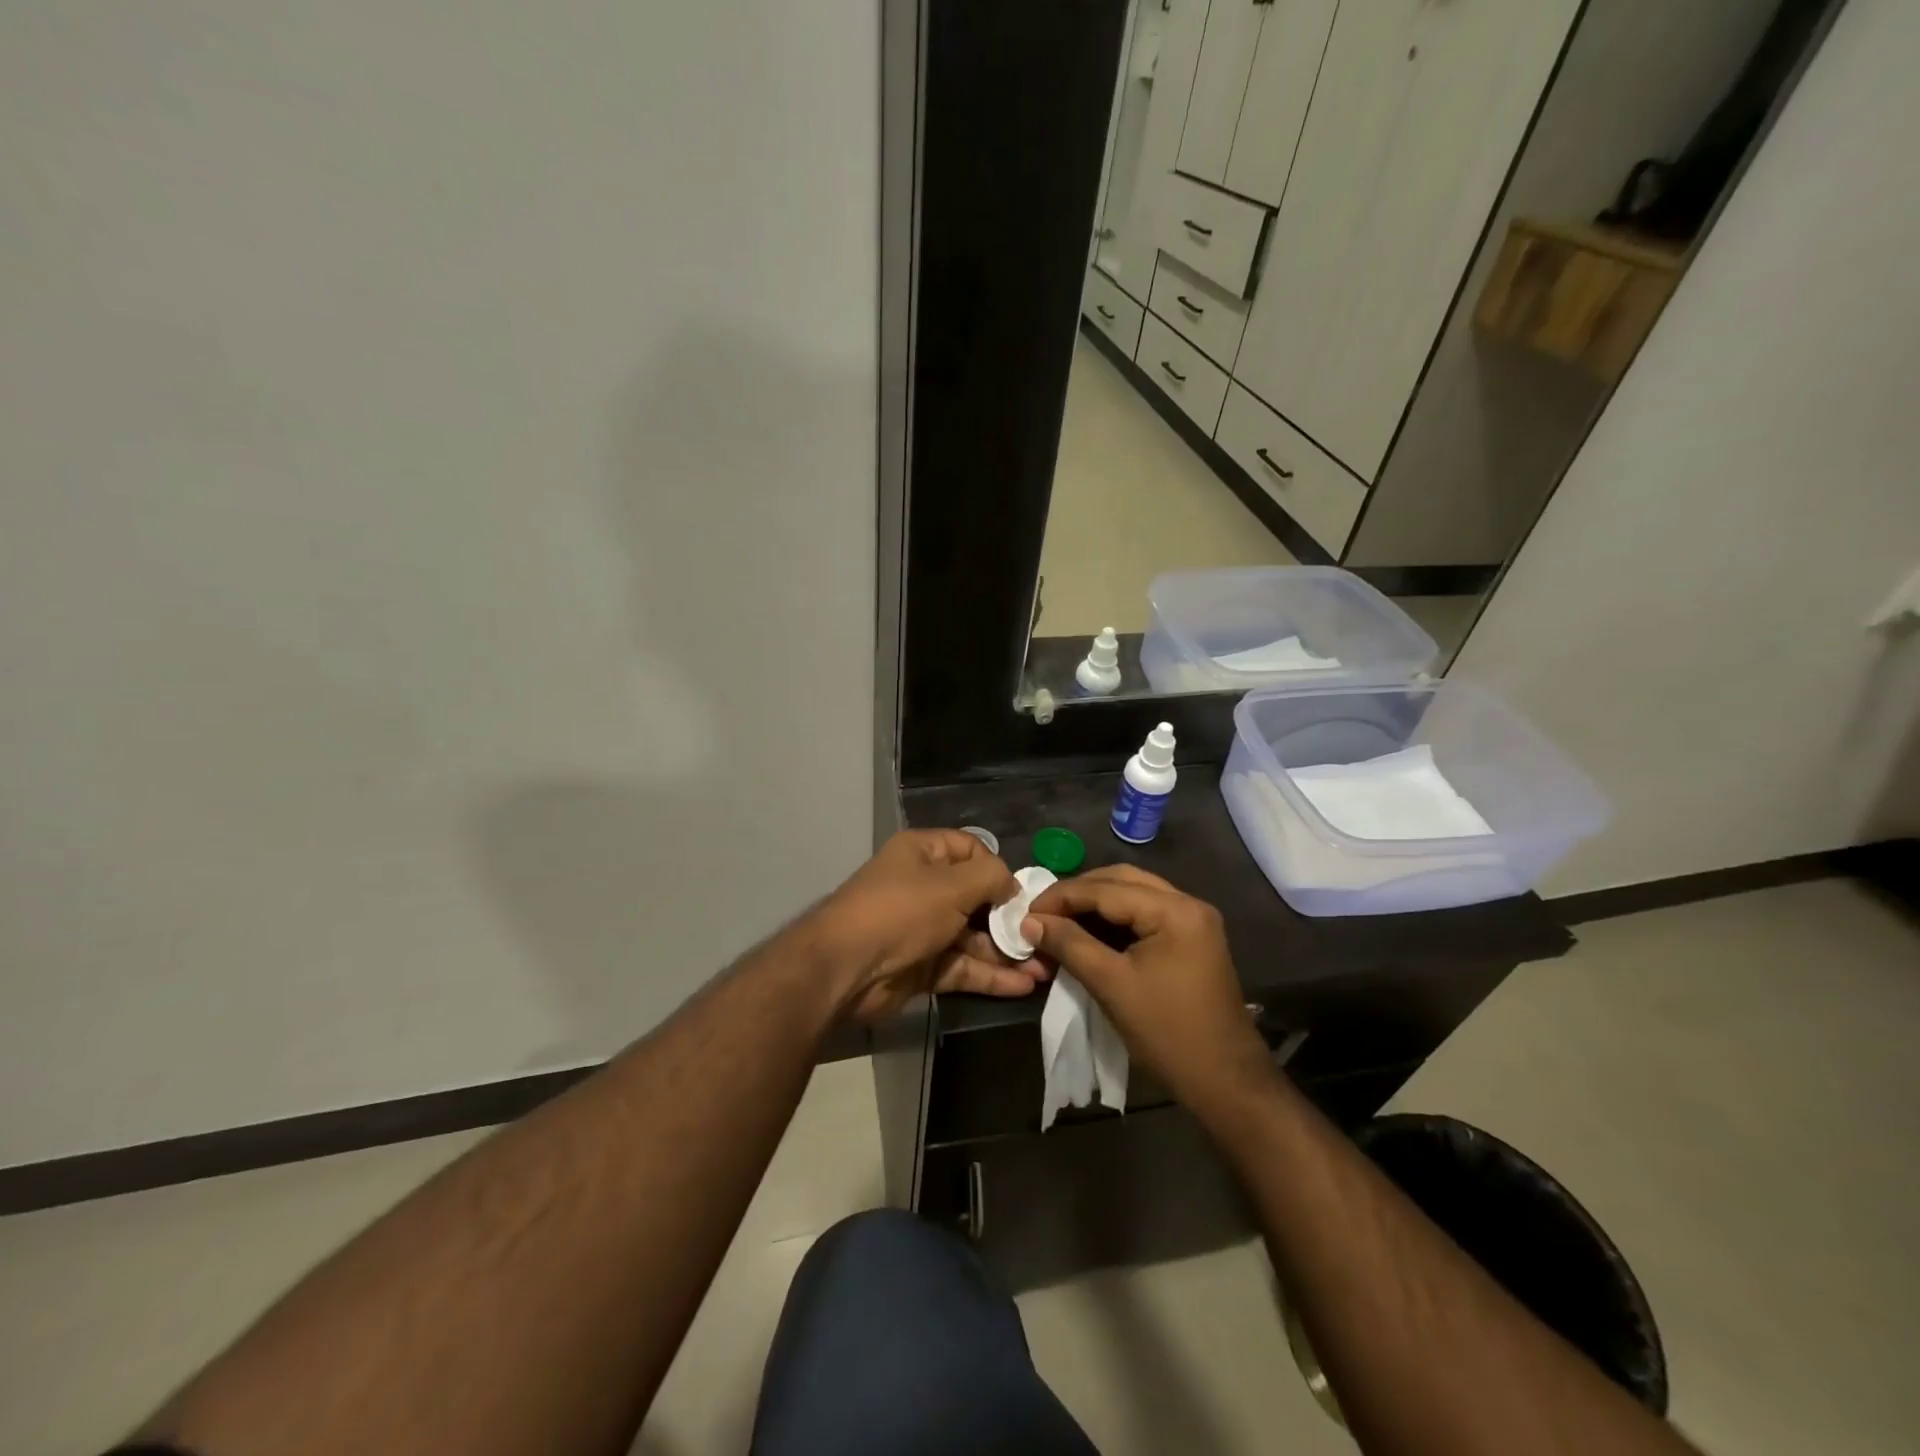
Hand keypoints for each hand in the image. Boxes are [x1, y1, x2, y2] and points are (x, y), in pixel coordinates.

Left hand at [808, 830, 1044, 1022]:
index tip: (1021, 893)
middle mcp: (923, 887)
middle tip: (1043, 936)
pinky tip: (1024, 985)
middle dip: (1009, 918)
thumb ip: (990, 878)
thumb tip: (1012, 885)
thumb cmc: (901, 911)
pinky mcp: (922, 966)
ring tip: (1045, 967)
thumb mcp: (952, 885)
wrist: (845, 969)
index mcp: (922, 853)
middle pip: (975, 897)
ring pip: (972, 937)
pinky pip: (962, 966)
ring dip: (1005, 952)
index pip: (970, 849)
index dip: (997, 868)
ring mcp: (922, 929)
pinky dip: (990, 975)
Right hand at [1022, 866, 1275, 1116]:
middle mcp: (1188, 904)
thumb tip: (1030, 922)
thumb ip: (1069, 944)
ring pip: (1133, 895)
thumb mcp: (1111, 985)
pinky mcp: (1192, 939)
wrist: (1225, 1082)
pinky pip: (1145, 914)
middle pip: (1121, 881)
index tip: (1027, 912)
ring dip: (1095, 904)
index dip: (1062, 897)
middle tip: (1042, 913)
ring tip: (1060, 922)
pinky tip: (1089, 932)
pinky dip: (1115, 920)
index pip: (1106, 888)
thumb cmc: (1167, 1033)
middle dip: (1078, 894)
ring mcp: (1193, 921)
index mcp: (1174, 910)